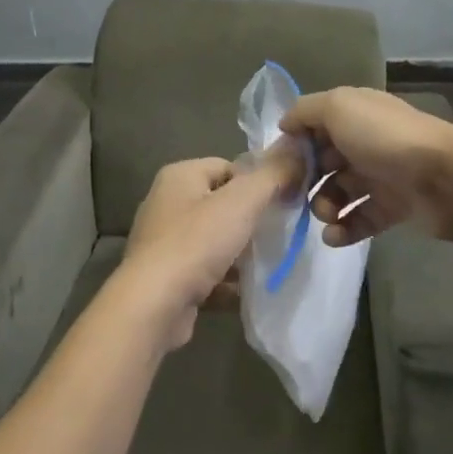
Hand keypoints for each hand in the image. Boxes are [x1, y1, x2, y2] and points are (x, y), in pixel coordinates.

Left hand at [117, 146, 302, 352]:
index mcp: (179, 176)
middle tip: (276, 235)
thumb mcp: (241, 202)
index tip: (281, 203)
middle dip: (249, 220)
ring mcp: (163, 242)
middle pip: (221, 204)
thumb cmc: (196, 243)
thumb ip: (272, 175)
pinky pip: (204, 271)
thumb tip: (297, 148)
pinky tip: (246, 291)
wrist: (154, 305)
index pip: (228, 167)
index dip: (257, 183)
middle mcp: (166, 203)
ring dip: (239, 253)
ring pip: (213, 240)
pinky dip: (225, 280)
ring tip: (266, 264)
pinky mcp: (166, 277)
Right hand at [281, 88, 452, 245]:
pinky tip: (335, 237)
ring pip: (339, 193)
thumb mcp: (338, 107)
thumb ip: (305, 111)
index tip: (278, 166)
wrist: (446, 177)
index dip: (294, 145)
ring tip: (326, 216)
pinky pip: (360, 220)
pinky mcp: (393, 208)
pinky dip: (344, 230)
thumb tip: (285, 125)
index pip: (313, 127)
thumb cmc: (385, 138)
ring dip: (324, 207)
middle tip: (298, 196)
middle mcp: (365, 142)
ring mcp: (380, 176)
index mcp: (354, 114)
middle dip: (306, 180)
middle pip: (323, 162)